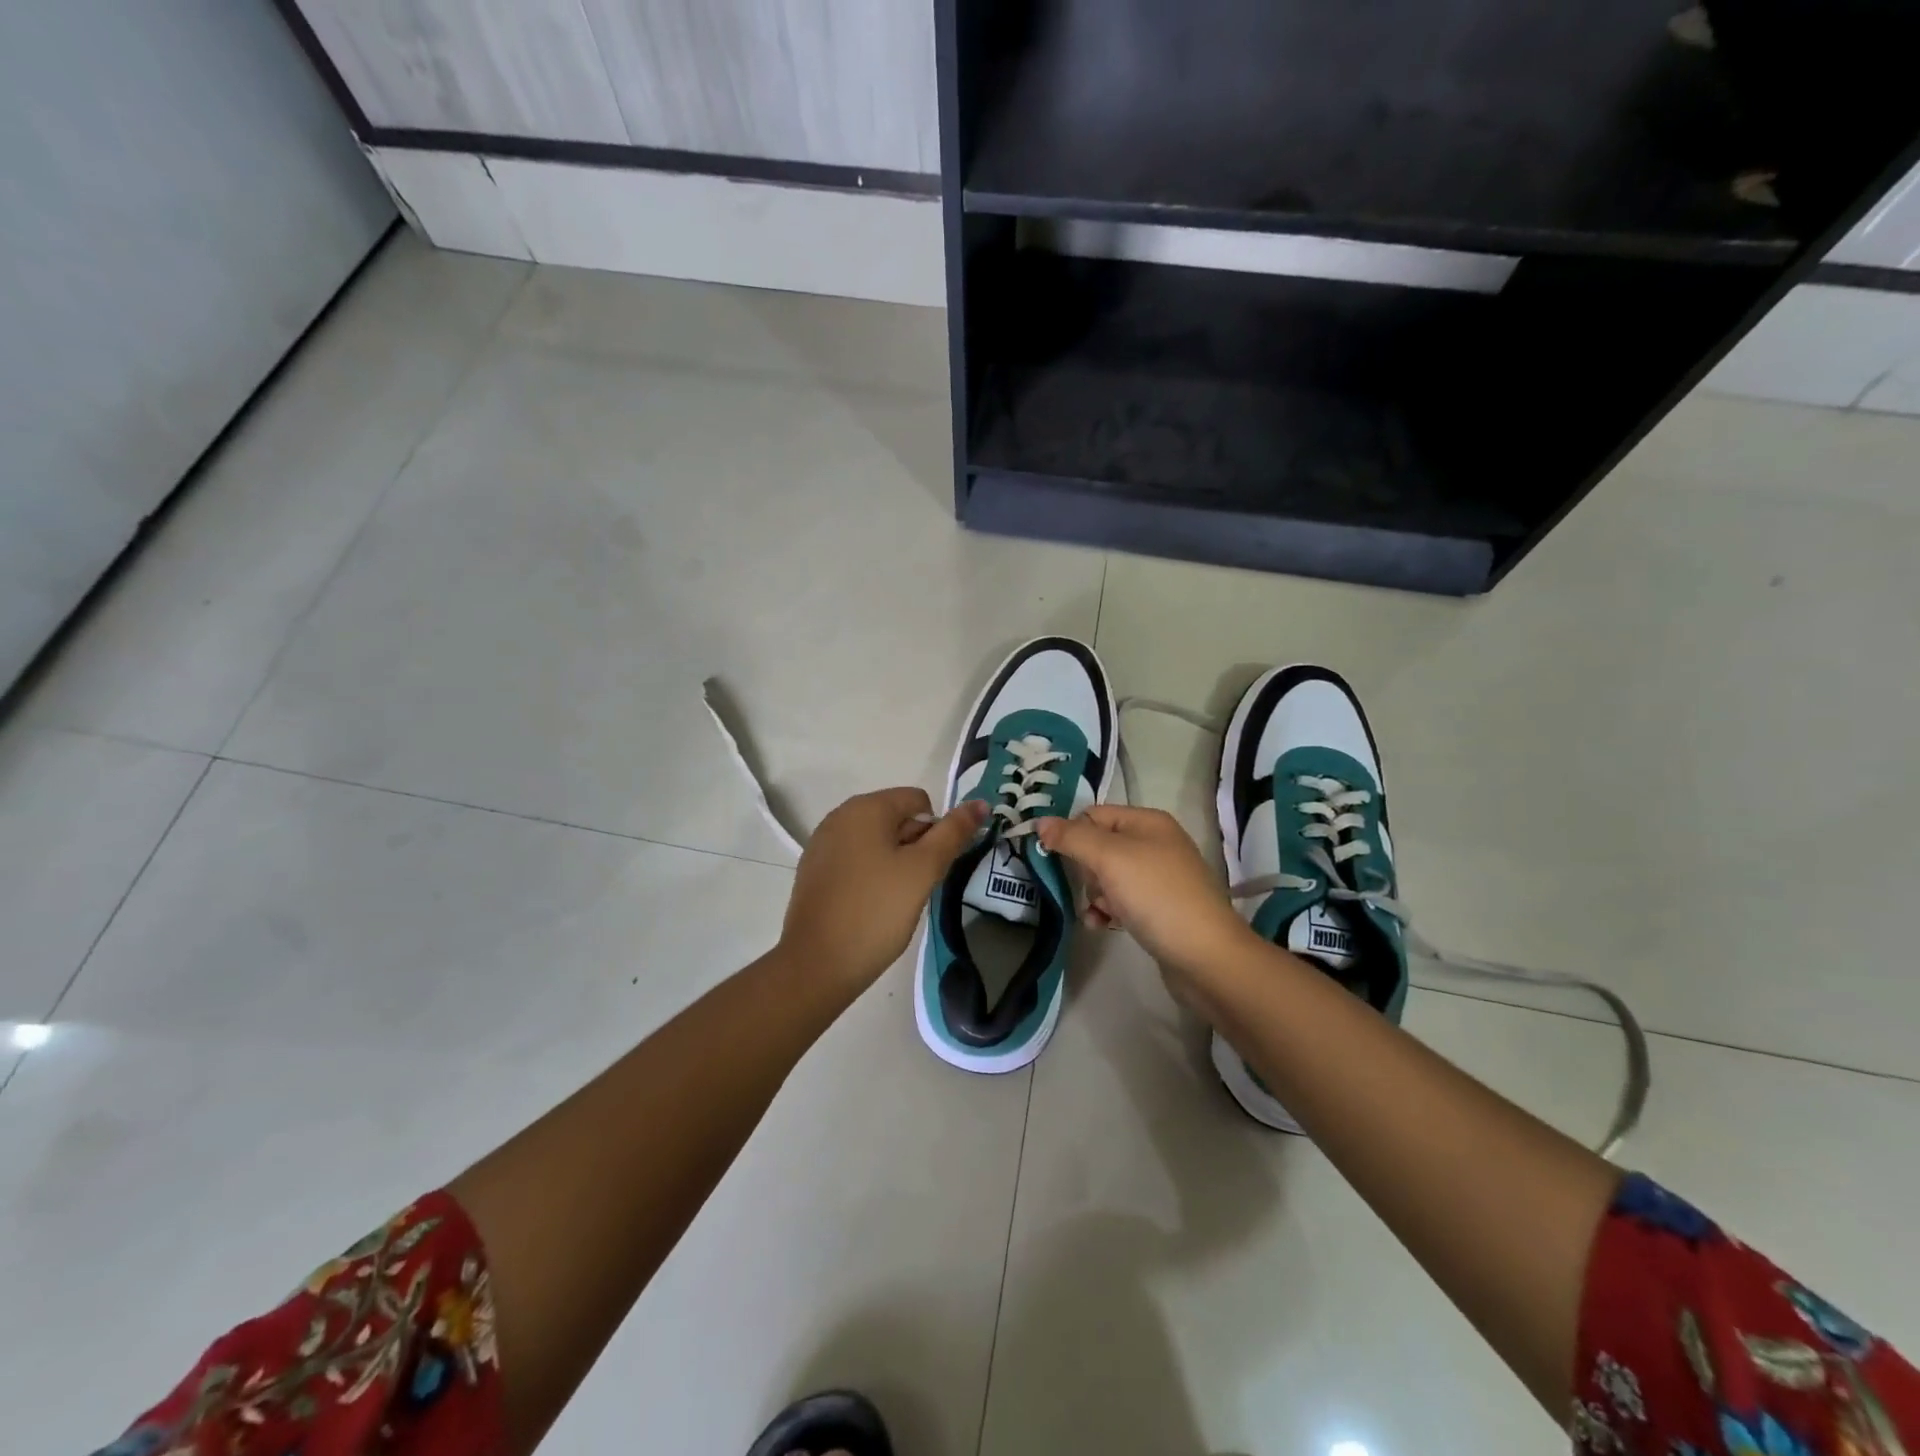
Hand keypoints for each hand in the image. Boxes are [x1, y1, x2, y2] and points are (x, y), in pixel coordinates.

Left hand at [781, 788, 987, 994]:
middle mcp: (840, 816)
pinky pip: (856, 860)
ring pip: (877, 842)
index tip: (933, 868)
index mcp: (865, 807)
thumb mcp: (923, 870)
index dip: (936, 831)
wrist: (817, 964)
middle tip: (916, 887)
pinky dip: (871, 876)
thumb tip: (980, 803)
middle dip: (915, 848)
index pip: (919, 800)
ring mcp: (823, 844)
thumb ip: (953, 833)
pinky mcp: (814, 870)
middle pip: (897, 818)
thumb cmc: (876, 911)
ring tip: (895, 900)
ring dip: (895, 863)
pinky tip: (871, 906)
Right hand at [1035, 805, 1252, 980]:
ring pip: (1106, 877)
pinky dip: (1108, 911)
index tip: (1054, 858)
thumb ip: (1072, 838)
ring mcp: (1158, 878)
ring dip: (1095, 895)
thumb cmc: (1156, 896)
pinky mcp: (1159, 908)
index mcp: (1147, 822)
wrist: (1205, 956)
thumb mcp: (1109, 858)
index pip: (1093, 815)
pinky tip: (1103, 926)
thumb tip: (1040, 822)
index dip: (1071, 834)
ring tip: (1102, 913)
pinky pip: (1121, 901)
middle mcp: (1155, 844)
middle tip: (1095, 888)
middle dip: (1086, 871)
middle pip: (1098, 847)